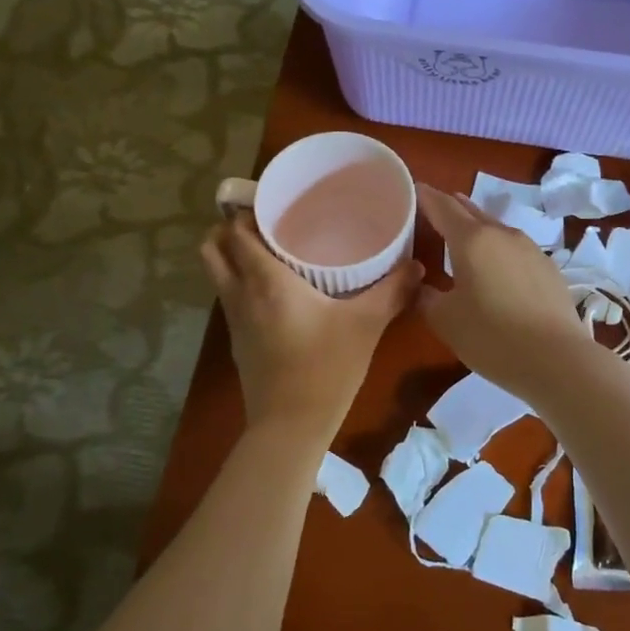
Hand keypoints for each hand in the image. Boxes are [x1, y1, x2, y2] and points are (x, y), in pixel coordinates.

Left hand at [202, 213, 422, 436]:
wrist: (290, 427)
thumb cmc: (326, 368)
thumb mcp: (366, 326)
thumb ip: (392, 292)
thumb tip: (417, 266)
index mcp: (266, 280)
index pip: (237, 231)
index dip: (247, 211)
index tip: (273, 203)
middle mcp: (240, 293)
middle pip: (213, 247)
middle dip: (229, 229)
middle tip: (265, 224)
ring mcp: (234, 319)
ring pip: (216, 273)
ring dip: (231, 256)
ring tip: (268, 252)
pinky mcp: (237, 341)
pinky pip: (228, 297)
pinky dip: (239, 283)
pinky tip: (273, 292)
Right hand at [415, 184, 598, 403]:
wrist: (557, 359)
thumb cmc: (491, 336)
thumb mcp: (445, 320)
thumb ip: (427, 297)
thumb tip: (422, 286)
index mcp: (472, 240)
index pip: (442, 207)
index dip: (425, 197)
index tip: (413, 189)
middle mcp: (502, 234)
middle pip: (471, 212)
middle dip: (450, 207)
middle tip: (432, 209)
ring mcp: (530, 249)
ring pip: (496, 229)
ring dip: (476, 228)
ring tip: (462, 237)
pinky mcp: (548, 267)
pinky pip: (514, 249)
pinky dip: (498, 249)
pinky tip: (496, 267)